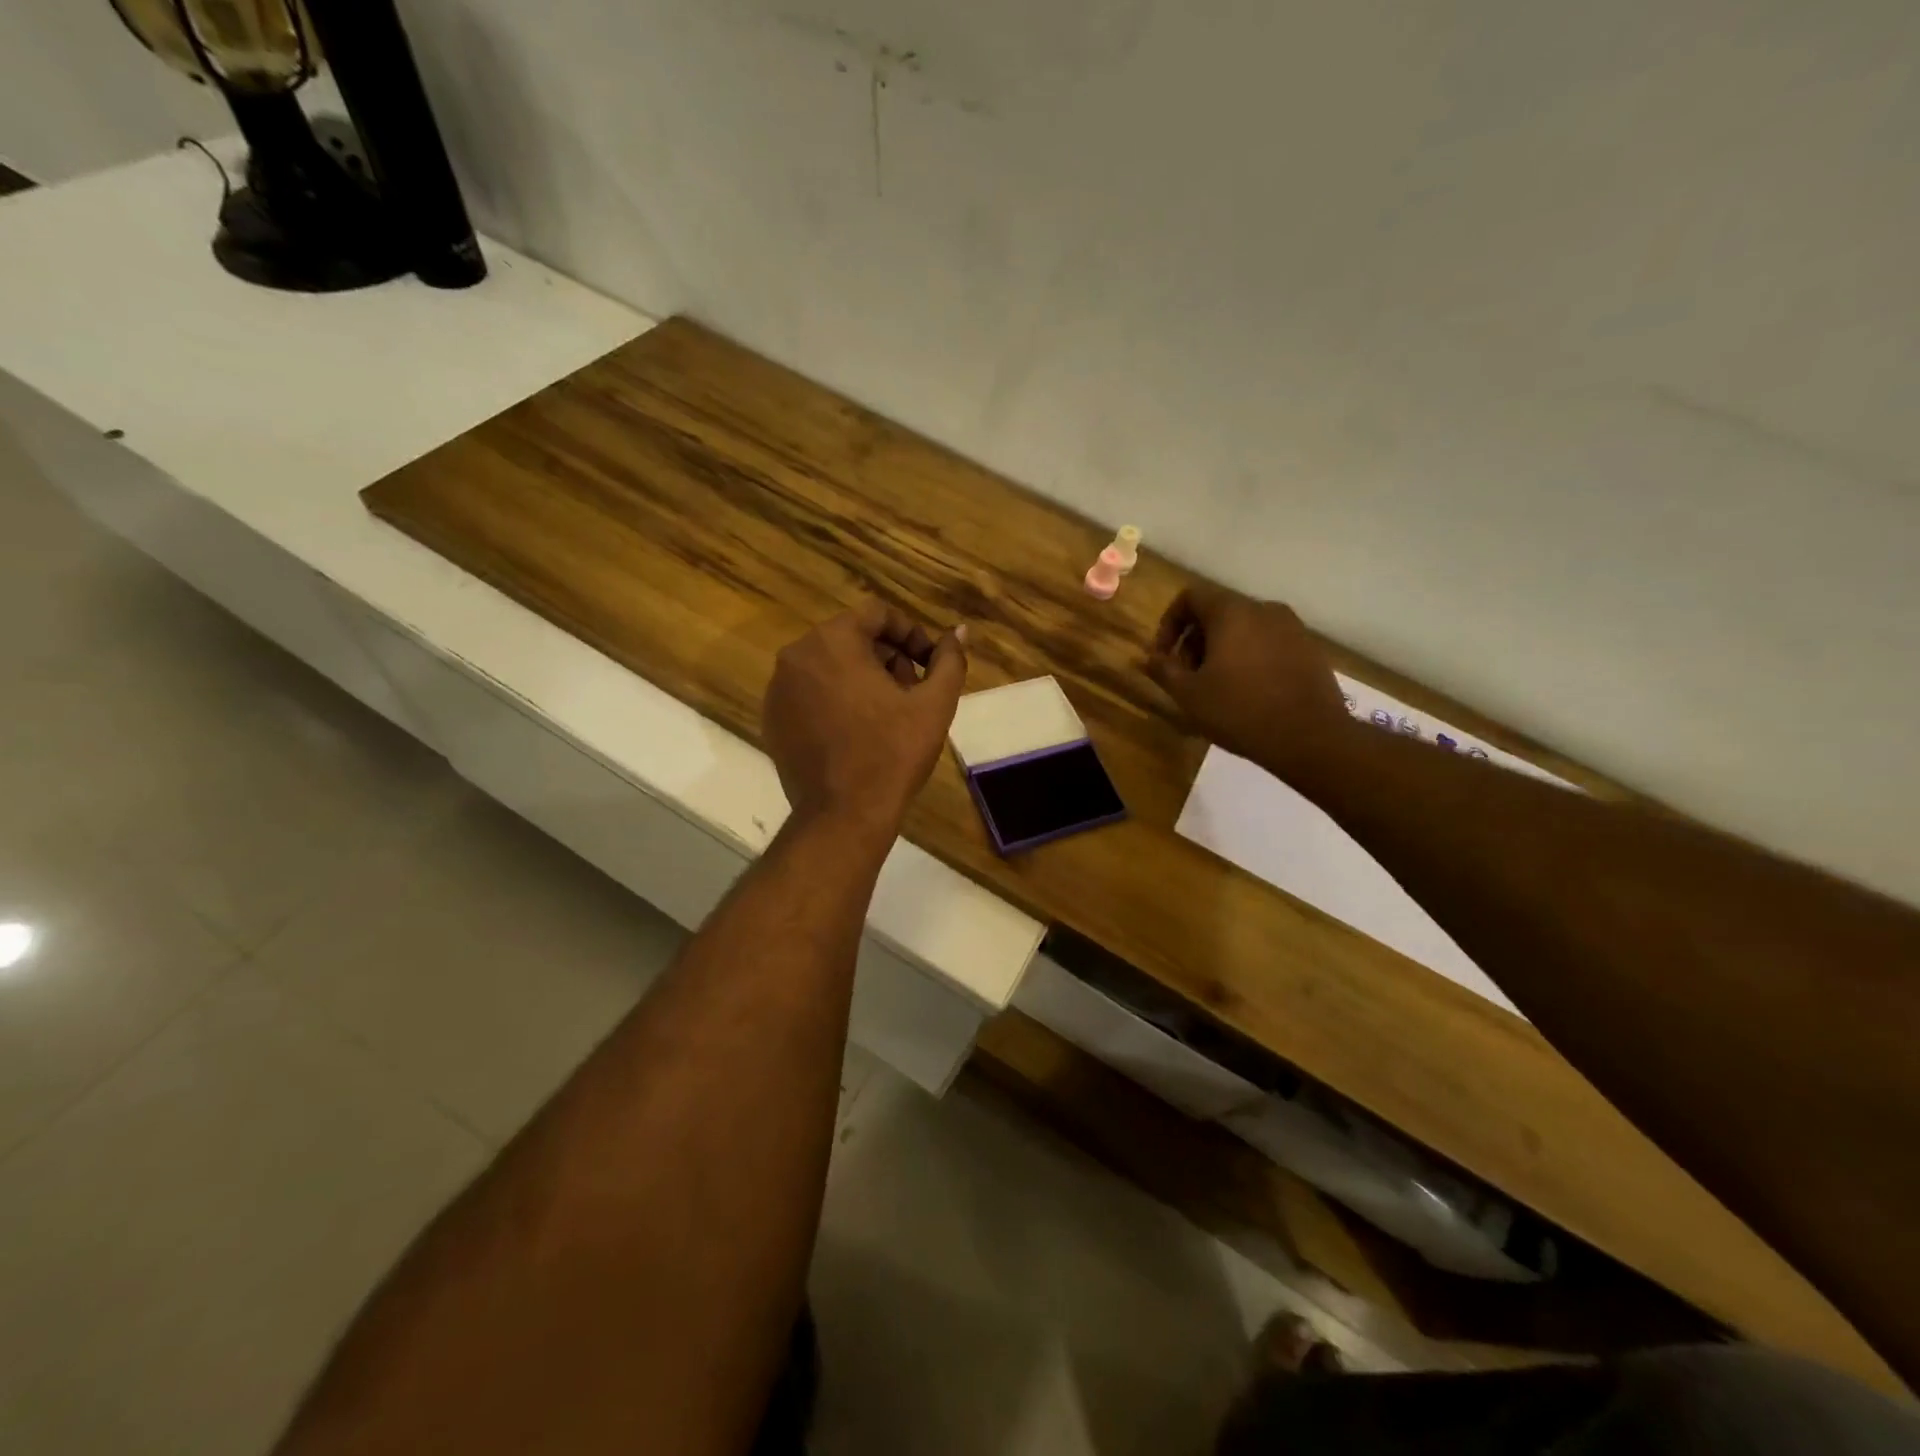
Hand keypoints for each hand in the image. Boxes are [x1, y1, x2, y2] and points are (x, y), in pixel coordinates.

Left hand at [764, 600, 968, 836]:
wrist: (843, 815)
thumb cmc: (893, 753)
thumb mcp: (934, 704)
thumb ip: (949, 660)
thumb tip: (957, 632)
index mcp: (832, 641)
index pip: (877, 614)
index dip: (911, 634)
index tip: (930, 664)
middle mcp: (796, 655)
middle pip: (852, 638)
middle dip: (887, 658)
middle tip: (911, 692)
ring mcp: (778, 689)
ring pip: (829, 665)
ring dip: (862, 678)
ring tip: (888, 715)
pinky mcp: (771, 720)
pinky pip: (809, 693)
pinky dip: (835, 700)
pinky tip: (857, 732)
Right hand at [1145, 584, 1351, 778]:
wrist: (1310, 737)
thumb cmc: (1240, 711)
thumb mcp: (1188, 695)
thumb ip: (1163, 670)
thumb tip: (1150, 658)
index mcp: (1231, 612)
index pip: (1190, 597)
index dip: (1169, 623)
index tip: (1164, 656)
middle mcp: (1263, 609)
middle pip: (1217, 612)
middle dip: (1194, 640)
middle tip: (1187, 675)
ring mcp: (1292, 628)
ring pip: (1244, 628)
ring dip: (1222, 649)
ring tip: (1216, 686)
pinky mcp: (1309, 649)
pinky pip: (1268, 643)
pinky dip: (1250, 657)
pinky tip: (1248, 691)